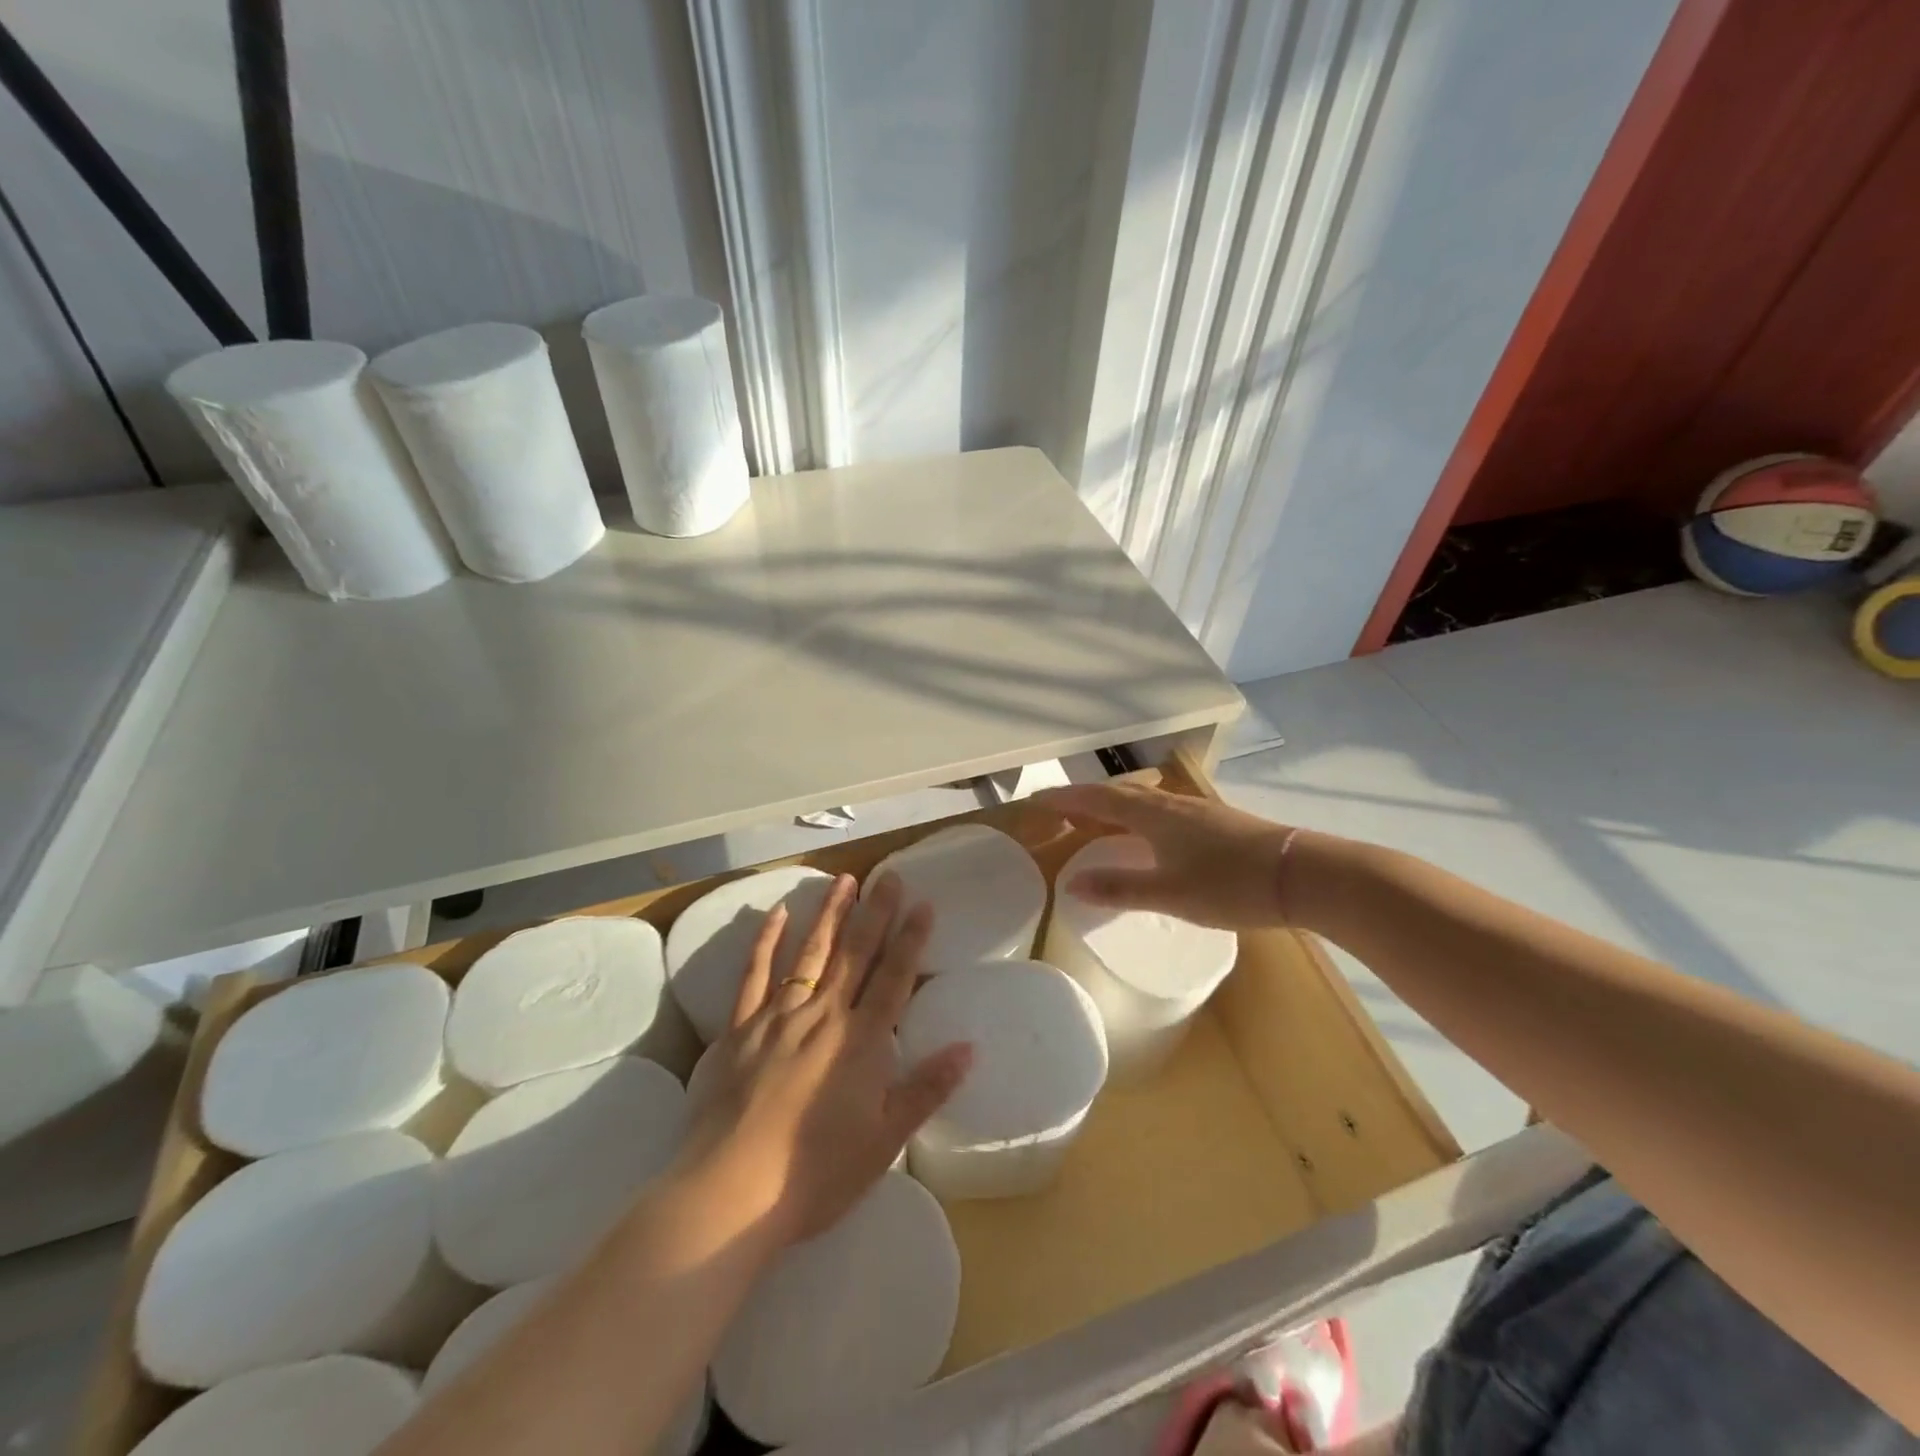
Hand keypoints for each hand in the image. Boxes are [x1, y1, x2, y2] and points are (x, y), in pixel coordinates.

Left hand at [678, 873, 972, 1244]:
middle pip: (855, 955)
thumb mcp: (884, 1141)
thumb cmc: (816, 1173)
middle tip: (889, 877)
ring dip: (831, 915)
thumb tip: (969, 1048)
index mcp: (861, 1042)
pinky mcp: (739, 1027)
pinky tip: (778, 913)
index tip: (923, 904)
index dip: (910, 940)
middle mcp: (823, 1016)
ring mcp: (778, 1016)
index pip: (893, 979)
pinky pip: (755, 974)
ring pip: (811, 953)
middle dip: (875, 913)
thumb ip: (926, 1090)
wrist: (732, 1192)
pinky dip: (767, 941)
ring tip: (845, 880)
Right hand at [1033, 782, 1299, 929]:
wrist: (1302, 875)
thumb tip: (1070, 884)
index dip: (1065, 799)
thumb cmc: (1230, 884)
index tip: (1036, 800)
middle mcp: (1170, 805)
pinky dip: (1138, 817)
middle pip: (1118, 794)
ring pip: (1142, 802)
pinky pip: (1160, 812)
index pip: (1097, 800)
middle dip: (1085, 801)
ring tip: (1096, 823)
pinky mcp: (1215, 822)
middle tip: (1059, 813)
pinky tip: (1147, 835)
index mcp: (1153, 815)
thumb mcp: (1170, 893)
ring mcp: (1196, 811)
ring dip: (1113, 808)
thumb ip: (1120, 889)